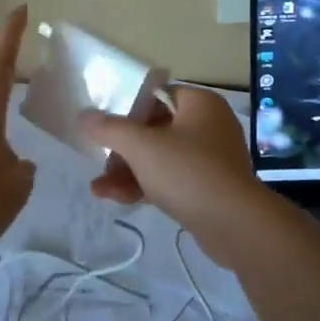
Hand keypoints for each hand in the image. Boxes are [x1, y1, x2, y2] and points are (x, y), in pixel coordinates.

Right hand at [79, 87, 265, 258]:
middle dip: (122, 150)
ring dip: (128, 172)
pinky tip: (117, 200)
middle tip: (100, 163)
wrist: (234, 225)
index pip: (158, 95)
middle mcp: (209, 125)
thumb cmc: (188, 171)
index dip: (128, 108)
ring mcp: (211, 158)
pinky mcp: (208, 188)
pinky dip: (146, 186)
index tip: (104, 126)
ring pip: (160, 158)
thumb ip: (109, 129)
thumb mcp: (141, 146)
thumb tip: (84, 116)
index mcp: (200, 103)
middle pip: (155, 129)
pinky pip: (171, 179)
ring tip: (99, 189)